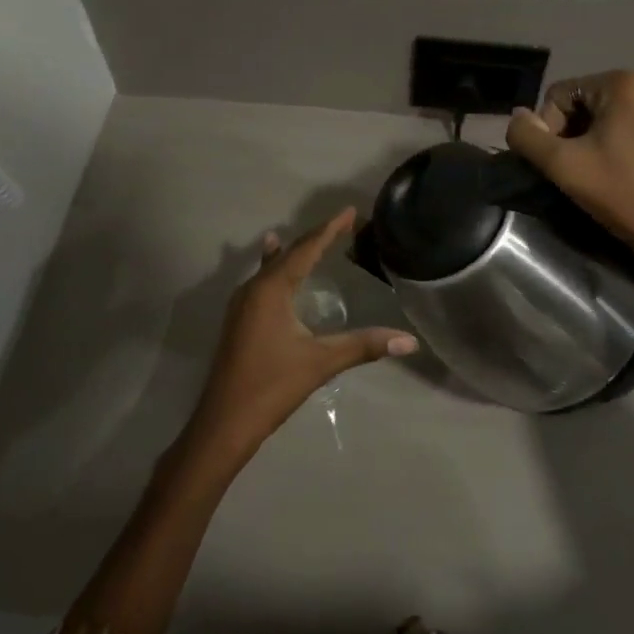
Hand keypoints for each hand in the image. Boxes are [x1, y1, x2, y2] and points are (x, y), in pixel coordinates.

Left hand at [182, 208, 416, 470]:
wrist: (224, 422)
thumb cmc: (272, 386)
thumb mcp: (321, 362)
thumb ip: (364, 346)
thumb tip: (409, 341)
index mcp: (272, 289)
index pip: (306, 249)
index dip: (329, 229)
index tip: (350, 211)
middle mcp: (253, 289)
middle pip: (288, 254)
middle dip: (314, 238)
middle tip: (339, 224)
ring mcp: (241, 305)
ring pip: (271, 267)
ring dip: (291, 252)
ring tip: (303, 237)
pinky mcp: (238, 321)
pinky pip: (260, 282)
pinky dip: (274, 269)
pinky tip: (272, 272)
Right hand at [505, 71, 633, 282]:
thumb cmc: (623, 196)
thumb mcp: (563, 166)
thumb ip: (527, 137)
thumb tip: (517, 116)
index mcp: (623, 83)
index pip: (559, 96)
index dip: (549, 130)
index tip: (561, 164)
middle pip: (587, 102)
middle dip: (575, 132)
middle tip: (579, 170)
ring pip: (612, 113)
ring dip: (598, 137)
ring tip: (602, 171)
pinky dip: (624, 140)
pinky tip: (627, 169)